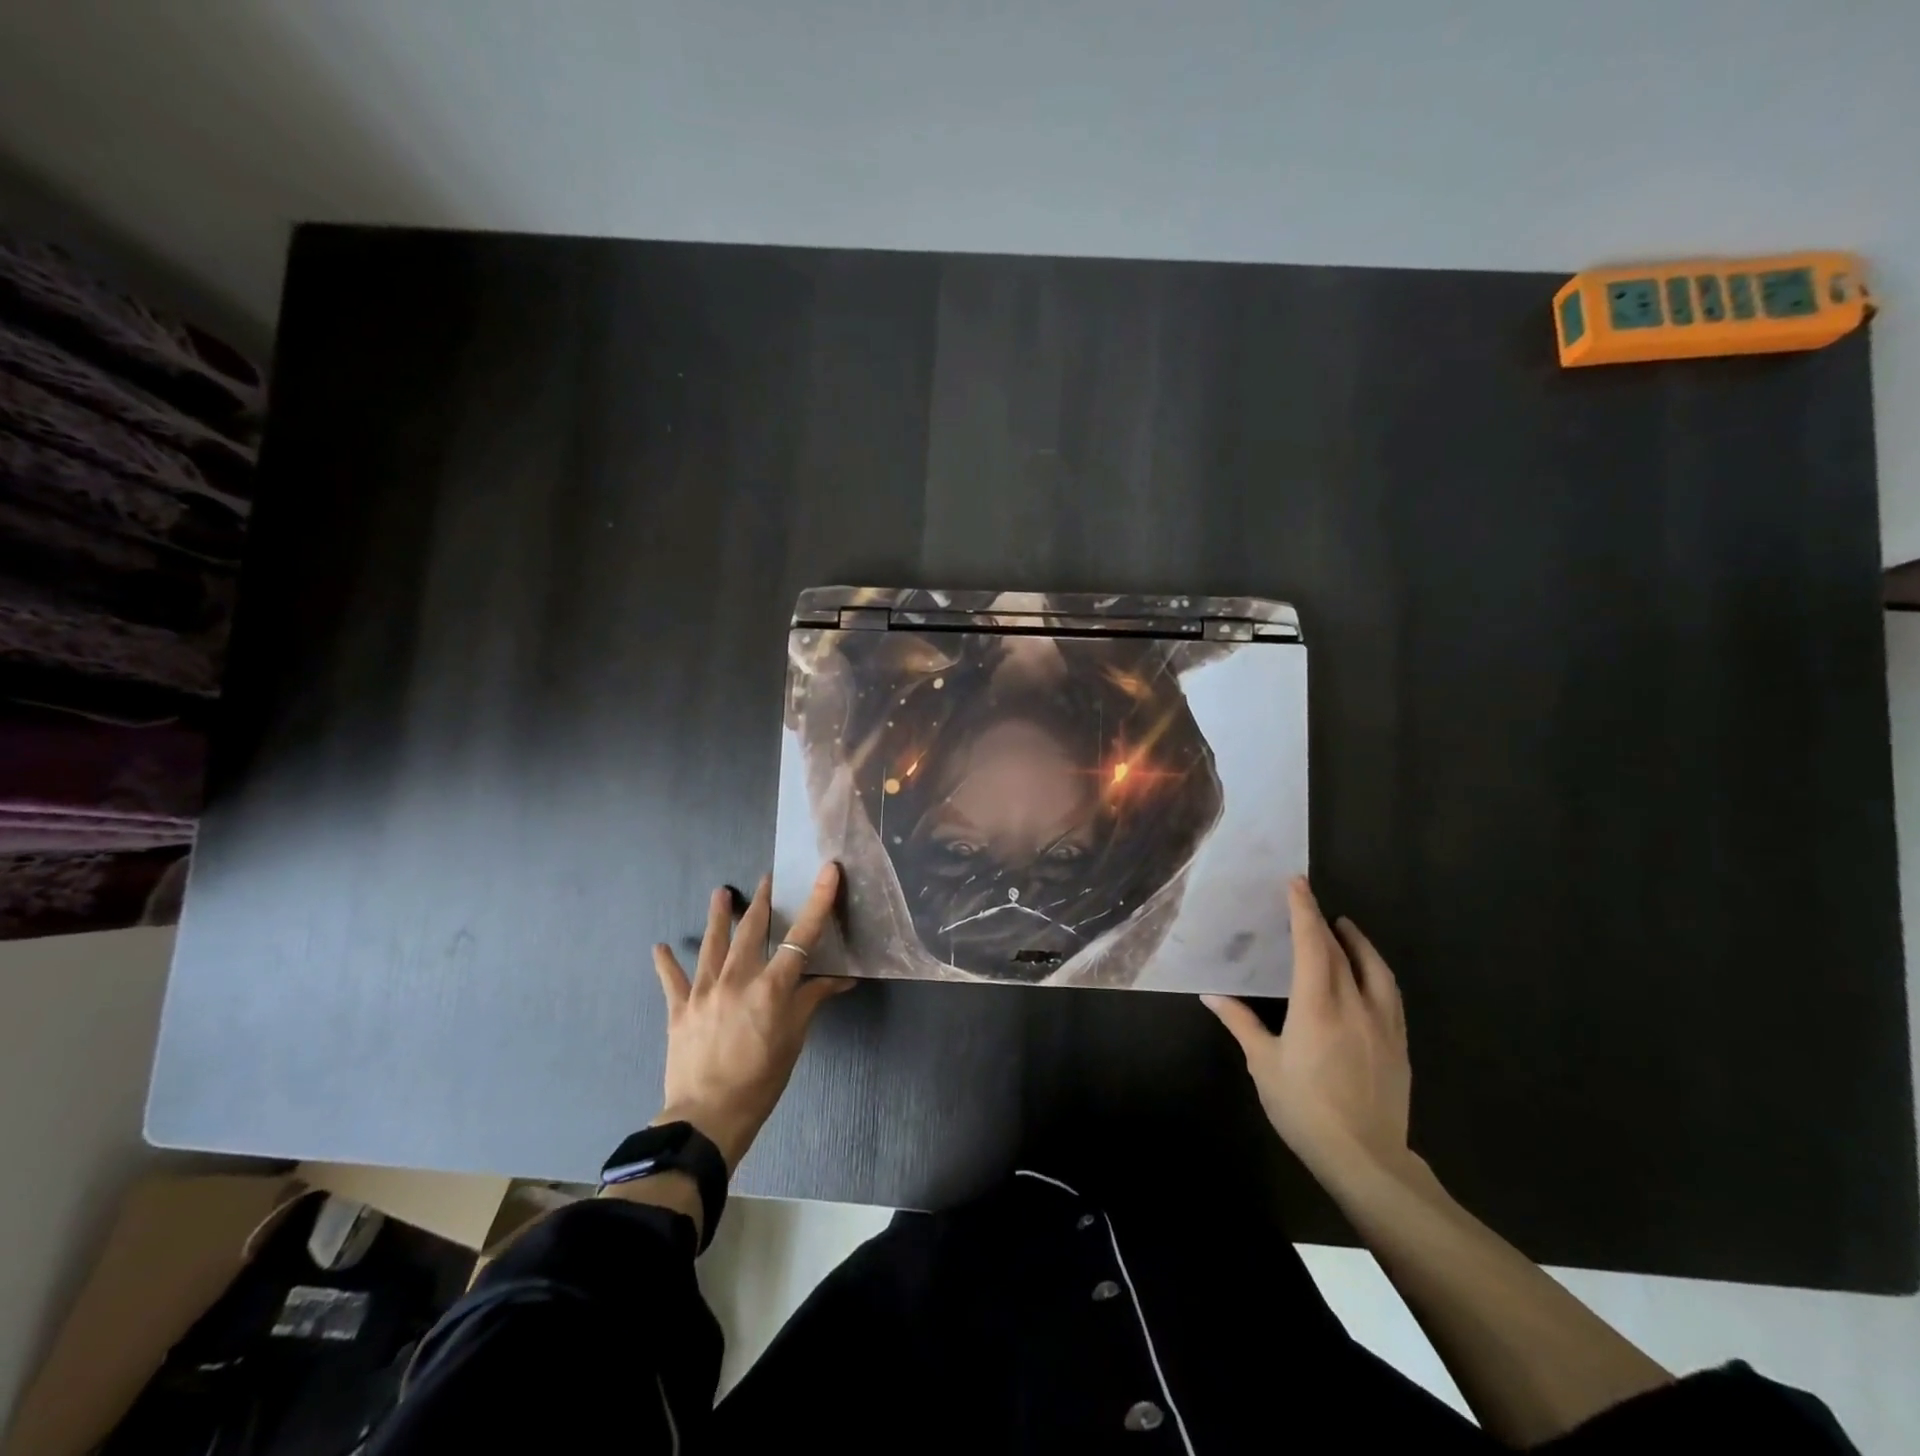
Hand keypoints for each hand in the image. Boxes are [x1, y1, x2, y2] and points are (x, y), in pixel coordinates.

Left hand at [650, 863, 853, 1169]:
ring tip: (720, 893)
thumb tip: (843, 979)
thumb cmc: (761, 1080)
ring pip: (712, 944)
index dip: (818, 901)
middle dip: (762, 902)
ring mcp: (704, 992)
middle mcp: (737, 979)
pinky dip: (666, 963)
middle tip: (766, 878)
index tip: (828, 871)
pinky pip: (672, 981)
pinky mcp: (680, 1009)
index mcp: (771, 987)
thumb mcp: (794, 1039)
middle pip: (752, 931)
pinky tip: (660, 947)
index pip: (801, 937)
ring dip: (718, 916)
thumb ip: (813, 1000)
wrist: (707, 1118)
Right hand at [1203, 876, 1411, 1192]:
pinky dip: (1376, 972)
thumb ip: (1241, 1023)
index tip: (1296, 883)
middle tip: (1309, 902)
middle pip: (1343, 951)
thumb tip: (1212, 995)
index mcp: (1318, 1005)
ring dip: (1359, 942)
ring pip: (1376, 969)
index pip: (1312, 944)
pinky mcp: (1399, 1044)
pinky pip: (1390, 994)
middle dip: (1324, 921)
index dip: (1304, 910)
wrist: (1366, 1160)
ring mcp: (1384, 1024)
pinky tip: (1368, 976)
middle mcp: (1355, 1005)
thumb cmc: (1305, 1109)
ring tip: (1345, 928)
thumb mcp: (1264, 1065)